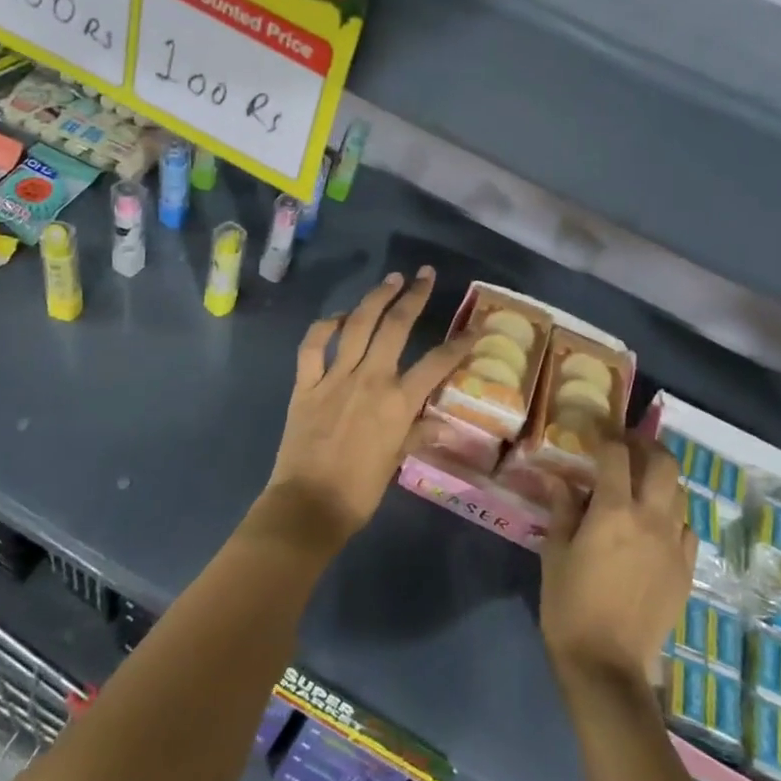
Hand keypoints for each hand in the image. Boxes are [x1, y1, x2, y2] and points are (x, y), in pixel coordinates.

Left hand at [260, 268, 471, 546]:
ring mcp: (334, 377)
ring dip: (375, 298)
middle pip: (396, 327)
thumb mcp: (396, 462)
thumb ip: (417, 435)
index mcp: (397, 402)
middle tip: (425, 275)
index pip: (437, 363)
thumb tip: (444, 425)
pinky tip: (338, 317)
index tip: (474, 327)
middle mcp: (369, 379)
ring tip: (390, 280)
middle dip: (414, 296)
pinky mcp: (305, 383)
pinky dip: (324, 326)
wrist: (309, 505)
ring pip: (357, 325)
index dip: (459, 344)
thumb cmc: (359, 490)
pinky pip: (313, 345)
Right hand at [541, 433, 696, 692]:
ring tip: (641, 481)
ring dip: (662, 478)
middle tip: (627, 445)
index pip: (617, 455)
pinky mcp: (686, 570)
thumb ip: (563, 509)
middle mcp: (651, 519)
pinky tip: (656, 523)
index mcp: (614, 511)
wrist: (608, 666)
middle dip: (646, 445)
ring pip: (680, 493)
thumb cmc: (570, 605)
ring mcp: (674, 545)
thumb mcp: (555, 552)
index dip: (606, 435)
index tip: (595, 431)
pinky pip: (686, 528)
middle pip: (663, 463)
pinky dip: (672, 514)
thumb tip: (560, 478)